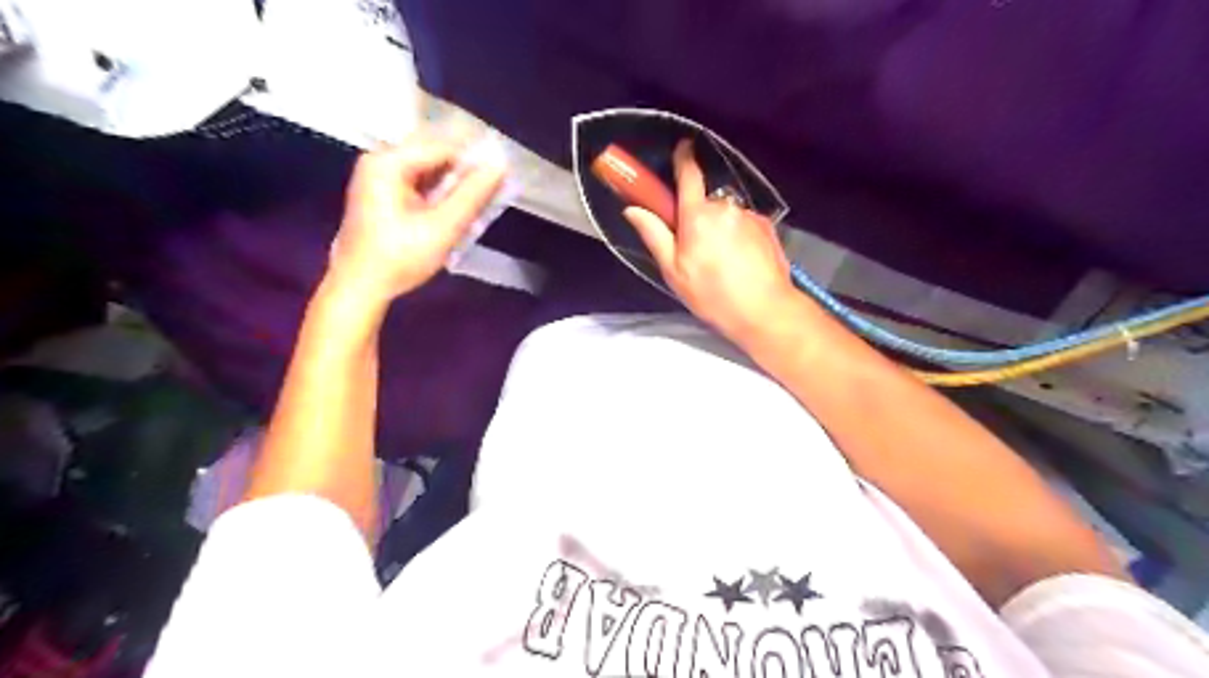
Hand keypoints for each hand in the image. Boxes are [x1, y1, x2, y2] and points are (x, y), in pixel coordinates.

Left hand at [324, 131, 502, 305]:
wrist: (359, 288)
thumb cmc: (400, 257)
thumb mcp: (442, 227)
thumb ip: (472, 195)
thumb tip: (499, 166)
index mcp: (389, 163)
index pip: (442, 147)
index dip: (474, 159)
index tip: (502, 176)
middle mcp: (380, 162)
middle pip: (433, 155)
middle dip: (465, 170)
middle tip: (494, 187)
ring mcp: (379, 179)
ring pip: (427, 170)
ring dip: (455, 184)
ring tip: (480, 200)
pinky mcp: (383, 197)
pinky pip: (419, 184)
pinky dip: (440, 194)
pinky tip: (458, 209)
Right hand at [623, 141, 799, 342]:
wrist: (765, 310)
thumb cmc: (713, 294)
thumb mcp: (674, 271)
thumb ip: (655, 235)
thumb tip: (632, 209)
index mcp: (697, 216)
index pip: (689, 175)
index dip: (683, 158)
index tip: (682, 147)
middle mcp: (724, 207)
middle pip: (705, 202)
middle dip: (698, 217)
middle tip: (697, 249)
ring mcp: (749, 215)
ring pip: (726, 215)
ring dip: (720, 229)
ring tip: (723, 262)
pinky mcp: (767, 225)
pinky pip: (744, 223)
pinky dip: (739, 236)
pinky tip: (741, 261)